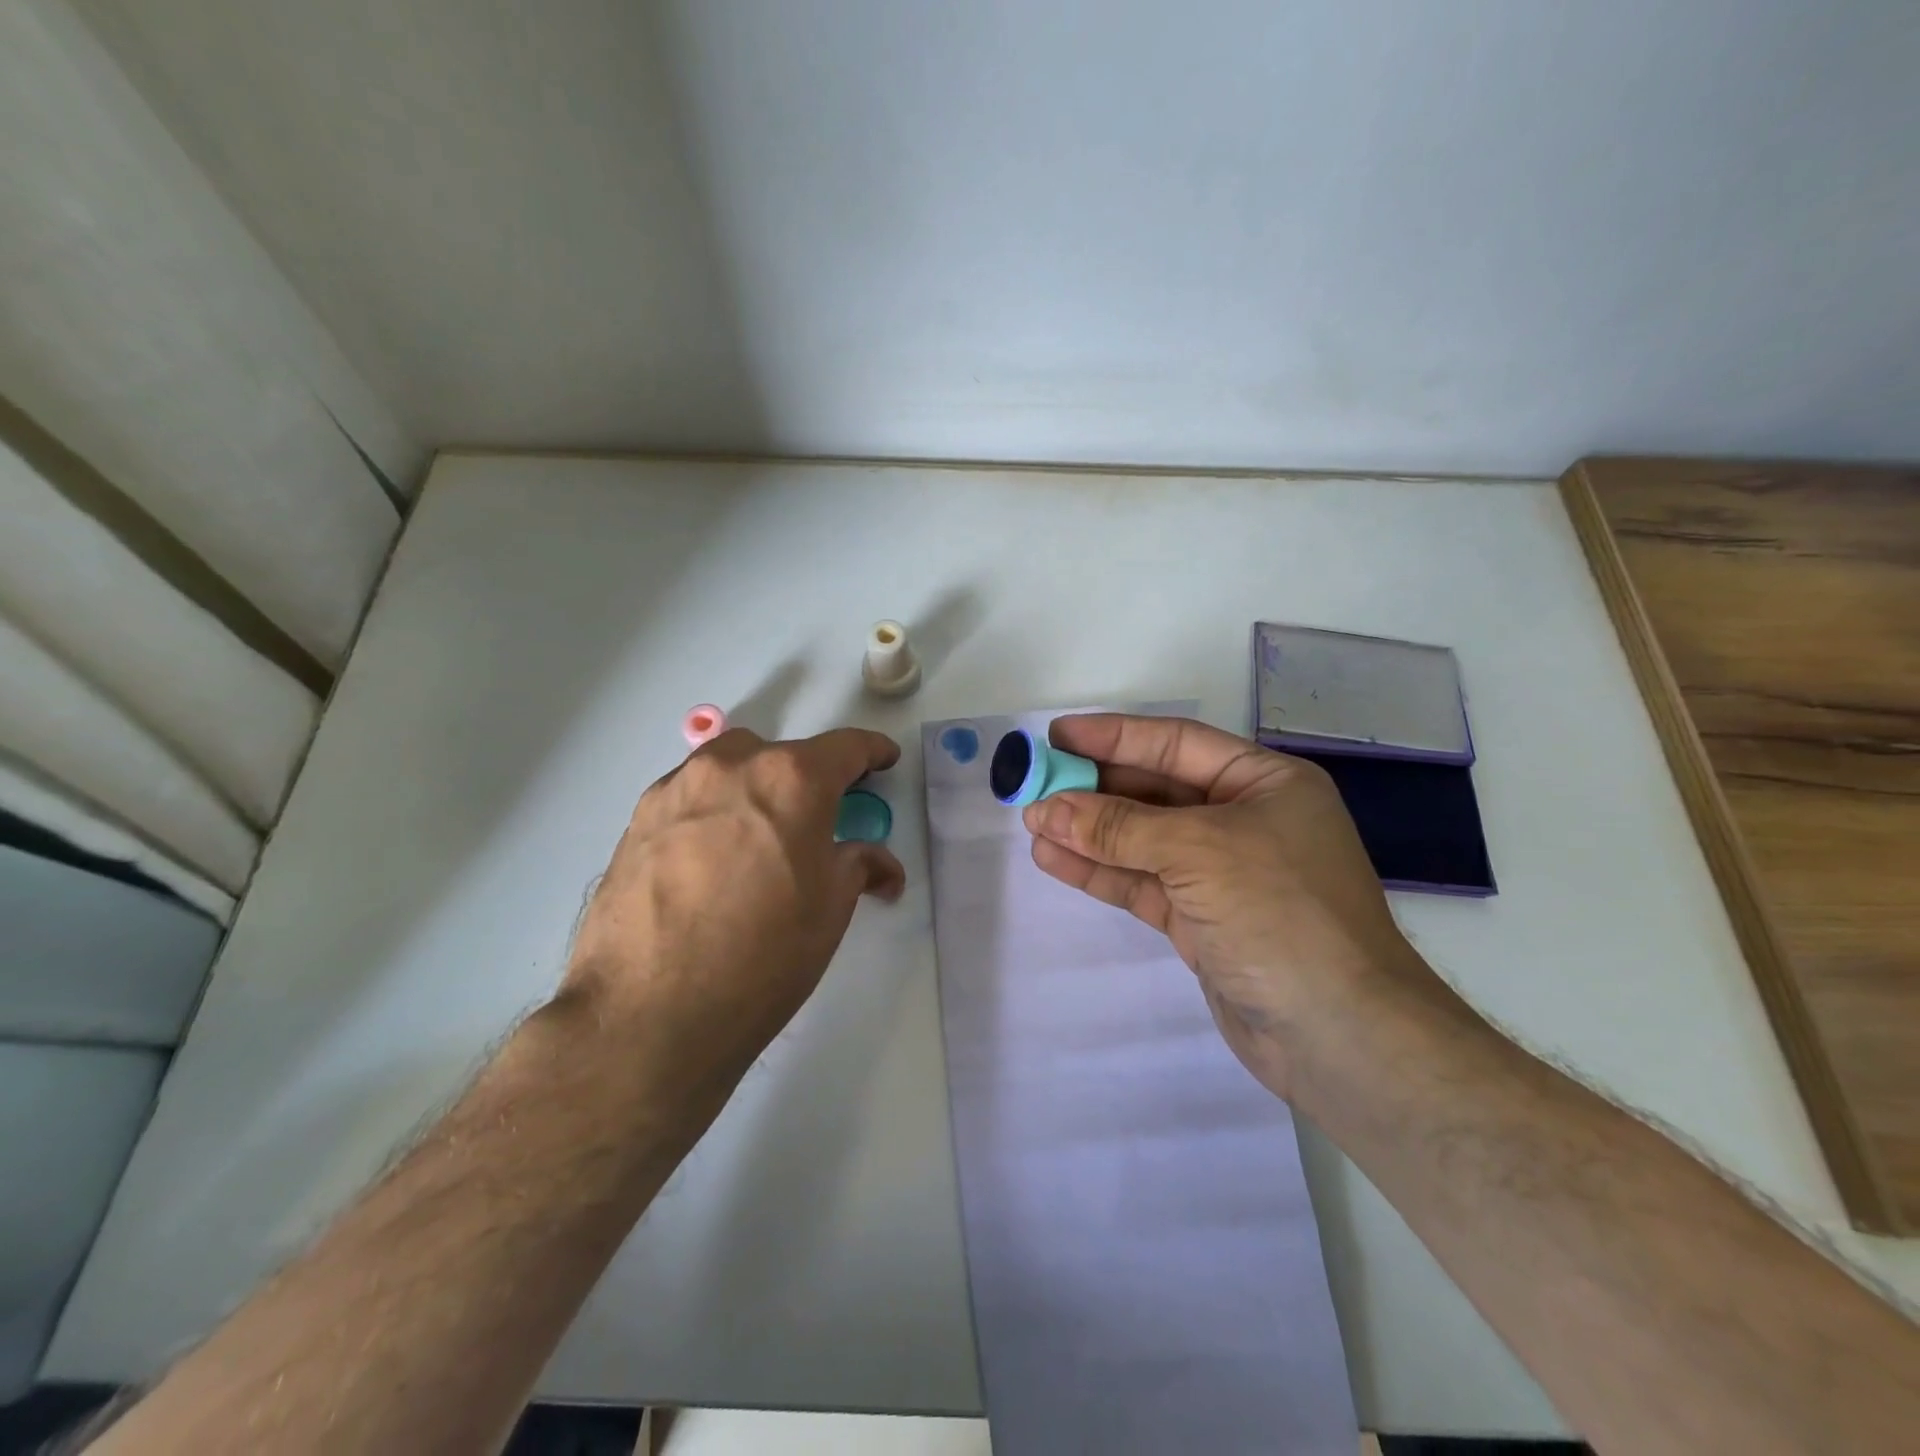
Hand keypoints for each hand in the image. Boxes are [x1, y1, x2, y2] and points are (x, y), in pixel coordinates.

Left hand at [563, 727, 904, 1103]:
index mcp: (791, 780)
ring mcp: (676, 789)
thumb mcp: (830, 909)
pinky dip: (712, 810)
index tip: (884, 759)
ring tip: (758, 837)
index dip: (872, 752)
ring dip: (754, 787)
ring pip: (728, 767)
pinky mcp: (637, 819)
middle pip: (781, 754)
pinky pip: (689, 796)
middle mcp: (732, 767)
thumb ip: (857, 866)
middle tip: (816, 820)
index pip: (845, 748)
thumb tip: (878, 864)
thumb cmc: (763, 955)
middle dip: (806, 777)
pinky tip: (710, 858)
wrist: (649, 1014)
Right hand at [1021, 714, 1441, 1099]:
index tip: (1057, 736)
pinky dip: (1100, 872)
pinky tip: (1055, 859)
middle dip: (1094, 789)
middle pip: (1154, 791)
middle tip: (1033, 785)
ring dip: (1088, 832)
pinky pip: (1141, 882)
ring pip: (1142, 840)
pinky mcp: (1201, 920)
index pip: (1176, 743)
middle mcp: (1243, 819)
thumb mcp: (1199, 851)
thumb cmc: (1282, 912)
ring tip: (1032, 824)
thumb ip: (1120, 826)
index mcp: (1263, 783)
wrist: (1340, 1036)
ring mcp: (1221, 873)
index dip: (1114, 736)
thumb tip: (1047, 808)